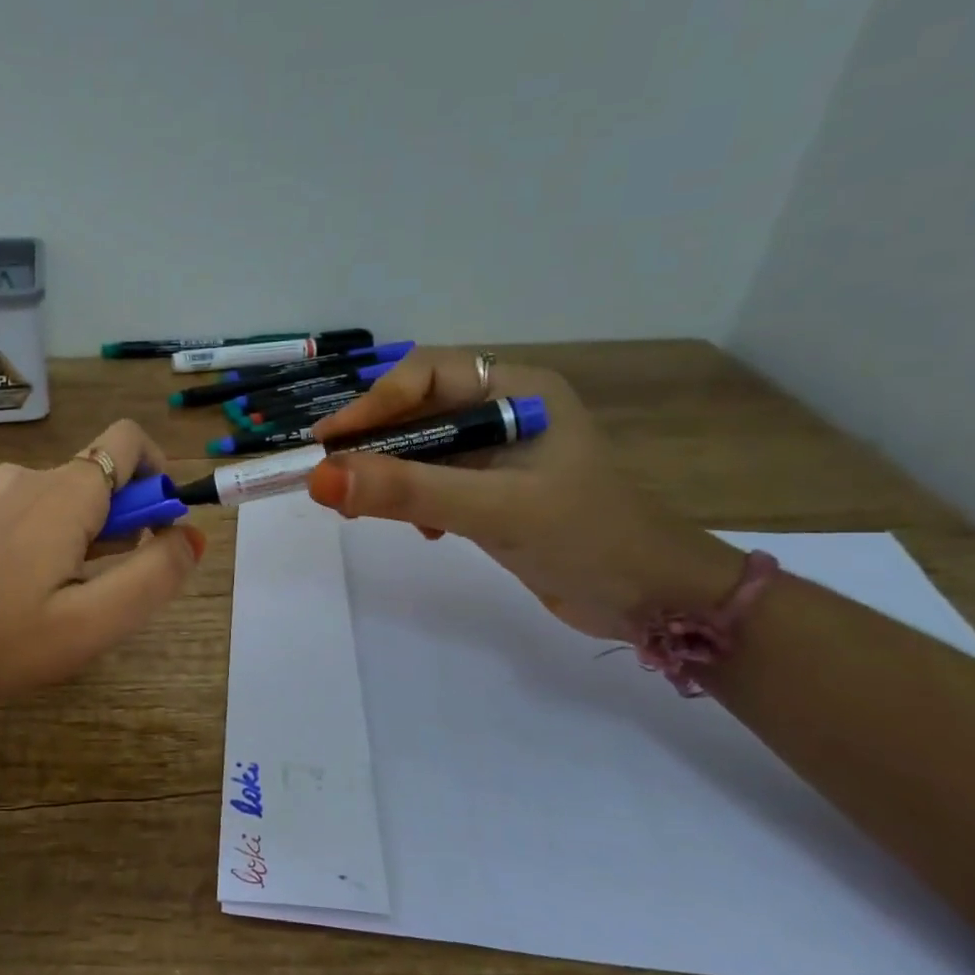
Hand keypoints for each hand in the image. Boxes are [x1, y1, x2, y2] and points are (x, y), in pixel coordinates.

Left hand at [0, 419, 204, 711]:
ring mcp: (5, 501)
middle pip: (106, 471)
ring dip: (101, 529)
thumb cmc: (8, 640)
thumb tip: (190, 537)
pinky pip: (46, 510)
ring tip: (88, 591)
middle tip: (121, 581)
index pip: (129, 440)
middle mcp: (35, 481)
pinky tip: (52, 586)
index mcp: (66, 491)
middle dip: (133, 515)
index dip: (160, 476)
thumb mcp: (97, 619)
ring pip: (77, 495)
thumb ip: (155, 574)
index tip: (160, 532)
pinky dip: (68, 535)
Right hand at [307, 349, 738, 639]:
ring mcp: (500, 454)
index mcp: (516, 391)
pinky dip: (414, 502)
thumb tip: (319, 478)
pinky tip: (421, 531)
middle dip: (374, 443)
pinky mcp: (494, 492)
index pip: (425, 373)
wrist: (656, 601)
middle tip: (331, 478)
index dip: (373, 402)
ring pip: (421, 449)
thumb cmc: (586, 537)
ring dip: (388, 475)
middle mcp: (504, 412)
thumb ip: (406, 492)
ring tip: (359, 507)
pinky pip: (434, 482)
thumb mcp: (492, 510)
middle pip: (417, 410)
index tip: (329, 442)